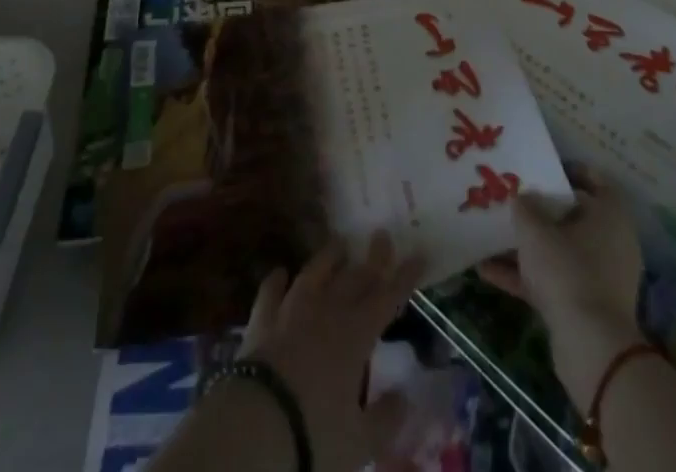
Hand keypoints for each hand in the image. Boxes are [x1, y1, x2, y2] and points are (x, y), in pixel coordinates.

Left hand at [242, 230, 426, 471]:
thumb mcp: (361, 441)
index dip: (404, 277)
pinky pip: (271, 291)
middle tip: (381, 235)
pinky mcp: (262, 319)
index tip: (418, 254)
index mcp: (355, 335)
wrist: (257, 425)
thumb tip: (406, 396)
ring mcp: (291, 310)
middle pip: (354, 277)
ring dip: (328, 258)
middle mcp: (326, 311)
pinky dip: (277, 280)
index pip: (387, 298)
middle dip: (372, 258)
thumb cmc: (315, 435)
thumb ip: (386, 418)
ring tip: (339, 244)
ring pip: (314, 273)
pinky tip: (280, 272)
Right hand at [476, 165, 645, 403]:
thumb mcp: (535, 230)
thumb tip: (523, 198)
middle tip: (512, 199)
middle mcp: (612, 243)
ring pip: (560, 251)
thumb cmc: (567, 270)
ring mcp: (600, 277)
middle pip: (573, 217)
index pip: (596, 181)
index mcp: (610, 216)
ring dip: (528, 246)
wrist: (590, 347)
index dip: (569, 170)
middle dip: (541, 211)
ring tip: (491, 234)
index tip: (542, 168)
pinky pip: (554, 281)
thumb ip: (524, 207)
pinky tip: (487, 271)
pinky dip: (526, 276)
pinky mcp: (588, 307)